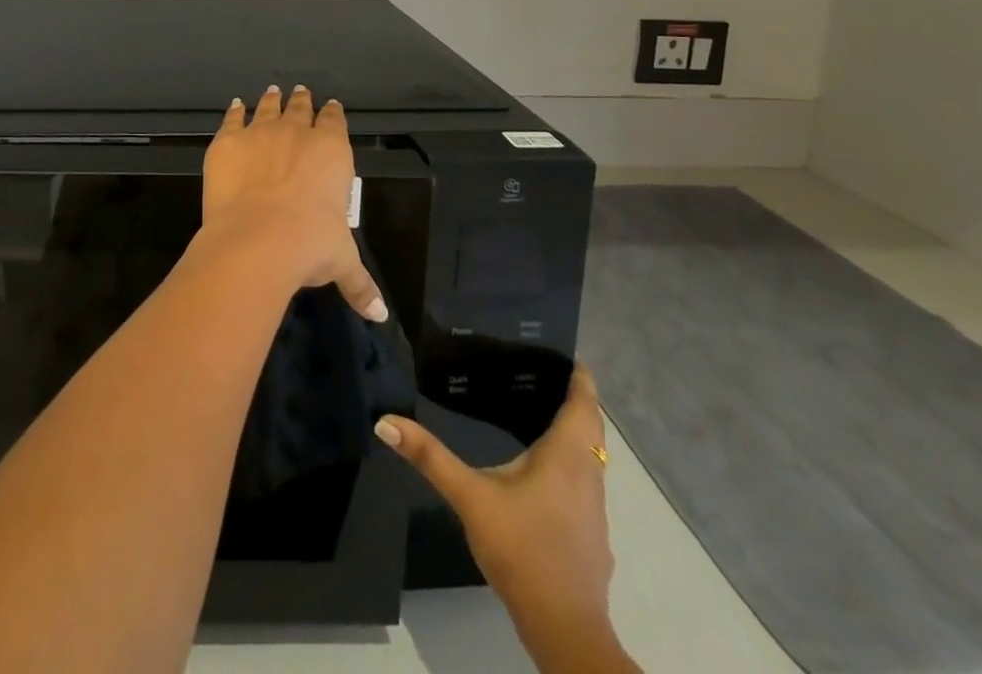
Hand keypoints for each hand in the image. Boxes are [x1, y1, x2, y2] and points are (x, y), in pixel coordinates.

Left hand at [199, 85, 386, 322]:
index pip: (335, 122)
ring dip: (272, 100)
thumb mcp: (341, 263)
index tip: (331, 107)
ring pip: (268, 108)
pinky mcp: (227, 142)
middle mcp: (297, 133)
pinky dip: (234, 112)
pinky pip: (232, 119)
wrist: (257, 239)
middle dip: (303, 101)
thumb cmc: (309, 246)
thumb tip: (379, 314)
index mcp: (331, 151)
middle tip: (301, 92)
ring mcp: (260, 133)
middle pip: (301, 109)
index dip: (333, 114)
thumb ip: (360, 283)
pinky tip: (235, 106)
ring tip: (273, 91)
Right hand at [374, 367, 631, 670]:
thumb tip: (386, 421)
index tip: (567, 352)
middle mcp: (589, 475)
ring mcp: (595, 509)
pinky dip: (574, 463)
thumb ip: (430, 457)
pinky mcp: (593, 536)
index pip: (584, 404)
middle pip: (592, 428)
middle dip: (577, 400)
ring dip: (577, 432)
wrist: (564, 629)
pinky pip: (587, 482)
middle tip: (545, 373)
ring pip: (593, 457)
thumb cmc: (522, 550)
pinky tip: (546, 472)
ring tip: (543, 410)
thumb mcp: (470, 498)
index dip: (580, 377)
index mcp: (566, 456)